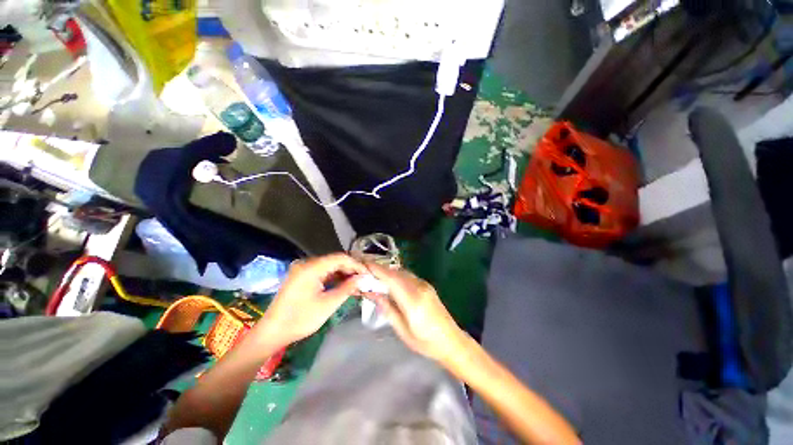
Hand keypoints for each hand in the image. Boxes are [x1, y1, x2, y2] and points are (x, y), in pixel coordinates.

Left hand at [256, 254, 367, 345]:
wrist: (272, 333)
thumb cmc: (300, 319)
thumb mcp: (327, 304)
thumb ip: (347, 288)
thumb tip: (363, 278)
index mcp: (312, 267)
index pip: (340, 258)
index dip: (356, 265)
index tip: (368, 274)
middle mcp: (307, 264)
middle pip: (335, 261)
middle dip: (351, 270)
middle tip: (364, 280)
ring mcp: (304, 270)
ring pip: (330, 267)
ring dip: (344, 274)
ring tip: (357, 284)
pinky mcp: (303, 278)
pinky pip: (323, 273)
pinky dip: (334, 278)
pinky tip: (344, 285)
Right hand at [365, 264, 466, 363]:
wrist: (451, 340)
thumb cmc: (425, 342)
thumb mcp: (402, 330)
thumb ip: (386, 308)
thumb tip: (371, 292)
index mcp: (412, 301)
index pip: (391, 279)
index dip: (377, 270)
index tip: (363, 264)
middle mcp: (419, 287)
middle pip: (396, 273)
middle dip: (379, 269)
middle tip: (364, 269)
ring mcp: (424, 284)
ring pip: (402, 272)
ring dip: (387, 271)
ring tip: (373, 274)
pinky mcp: (426, 285)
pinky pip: (408, 276)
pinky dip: (396, 275)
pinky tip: (389, 280)